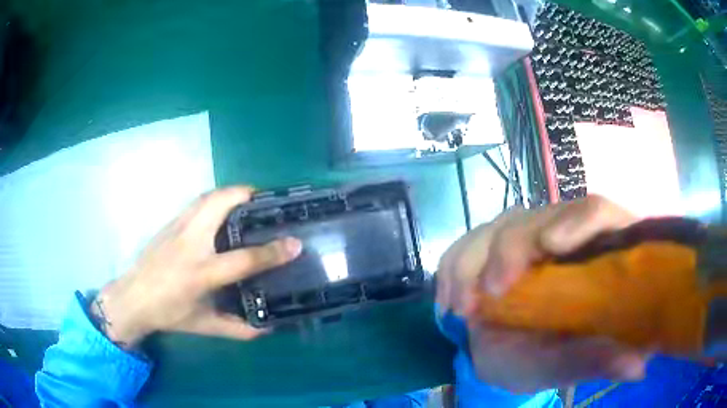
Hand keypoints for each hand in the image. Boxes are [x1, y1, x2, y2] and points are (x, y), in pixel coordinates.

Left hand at [90, 186, 301, 347]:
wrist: (133, 297)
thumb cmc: (168, 313)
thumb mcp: (204, 326)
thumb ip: (237, 329)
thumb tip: (267, 330)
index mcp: (201, 273)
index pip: (243, 259)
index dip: (272, 252)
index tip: (294, 244)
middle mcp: (190, 244)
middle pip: (219, 204)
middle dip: (246, 196)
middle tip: (265, 204)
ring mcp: (177, 228)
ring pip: (207, 197)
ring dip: (230, 194)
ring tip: (246, 202)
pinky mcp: (170, 223)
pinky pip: (197, 203)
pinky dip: (214, 200)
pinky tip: (219, 213)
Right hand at [437, 196, 647, 392]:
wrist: (503, 358)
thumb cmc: (544, 360)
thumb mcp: (569, 364)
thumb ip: (598, 360)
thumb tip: (638, 366)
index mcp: (597, 253)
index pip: (598, 212)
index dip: (577, 221)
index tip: (549, 247)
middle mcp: (564, 236)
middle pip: (541, 217)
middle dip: (510, 250)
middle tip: (487, 294)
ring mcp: (527, 237)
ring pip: (500, 225)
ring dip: (473, 261)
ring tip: (460, 308)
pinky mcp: (495, 245)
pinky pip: (469, 241)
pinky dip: (454, 267)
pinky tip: (450, 300)